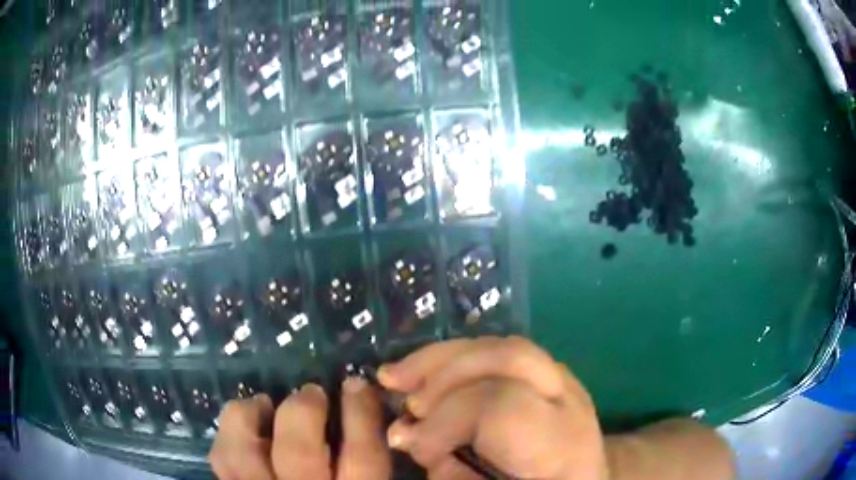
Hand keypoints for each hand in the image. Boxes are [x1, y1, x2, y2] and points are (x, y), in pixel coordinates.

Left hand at [209, 378, 390, 479]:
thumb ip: (379, 475)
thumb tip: (389, 433)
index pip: (362, 457)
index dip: (361, 414)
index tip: (357, 385)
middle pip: (298, 450)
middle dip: (304, 409)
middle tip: (312, 393)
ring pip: (243, 454)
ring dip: (250, 416)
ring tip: (264, 403)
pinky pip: (222, 462)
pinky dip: (227, 436)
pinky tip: (241, 426)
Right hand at [378, 336, 607, 479]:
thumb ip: (453, 472)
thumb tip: (407, 436)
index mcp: (561, 446)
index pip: (502, 406)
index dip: (446, 420)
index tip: (410, 445)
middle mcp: (569, 403)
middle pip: (509, 357)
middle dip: (443, 372)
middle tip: (400, 397)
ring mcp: (564, 381)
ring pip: (504, 345)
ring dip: (443, 356)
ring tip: (398, 375)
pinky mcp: (550, 374)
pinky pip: (501, 352)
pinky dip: (458, 358)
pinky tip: (427, 369)